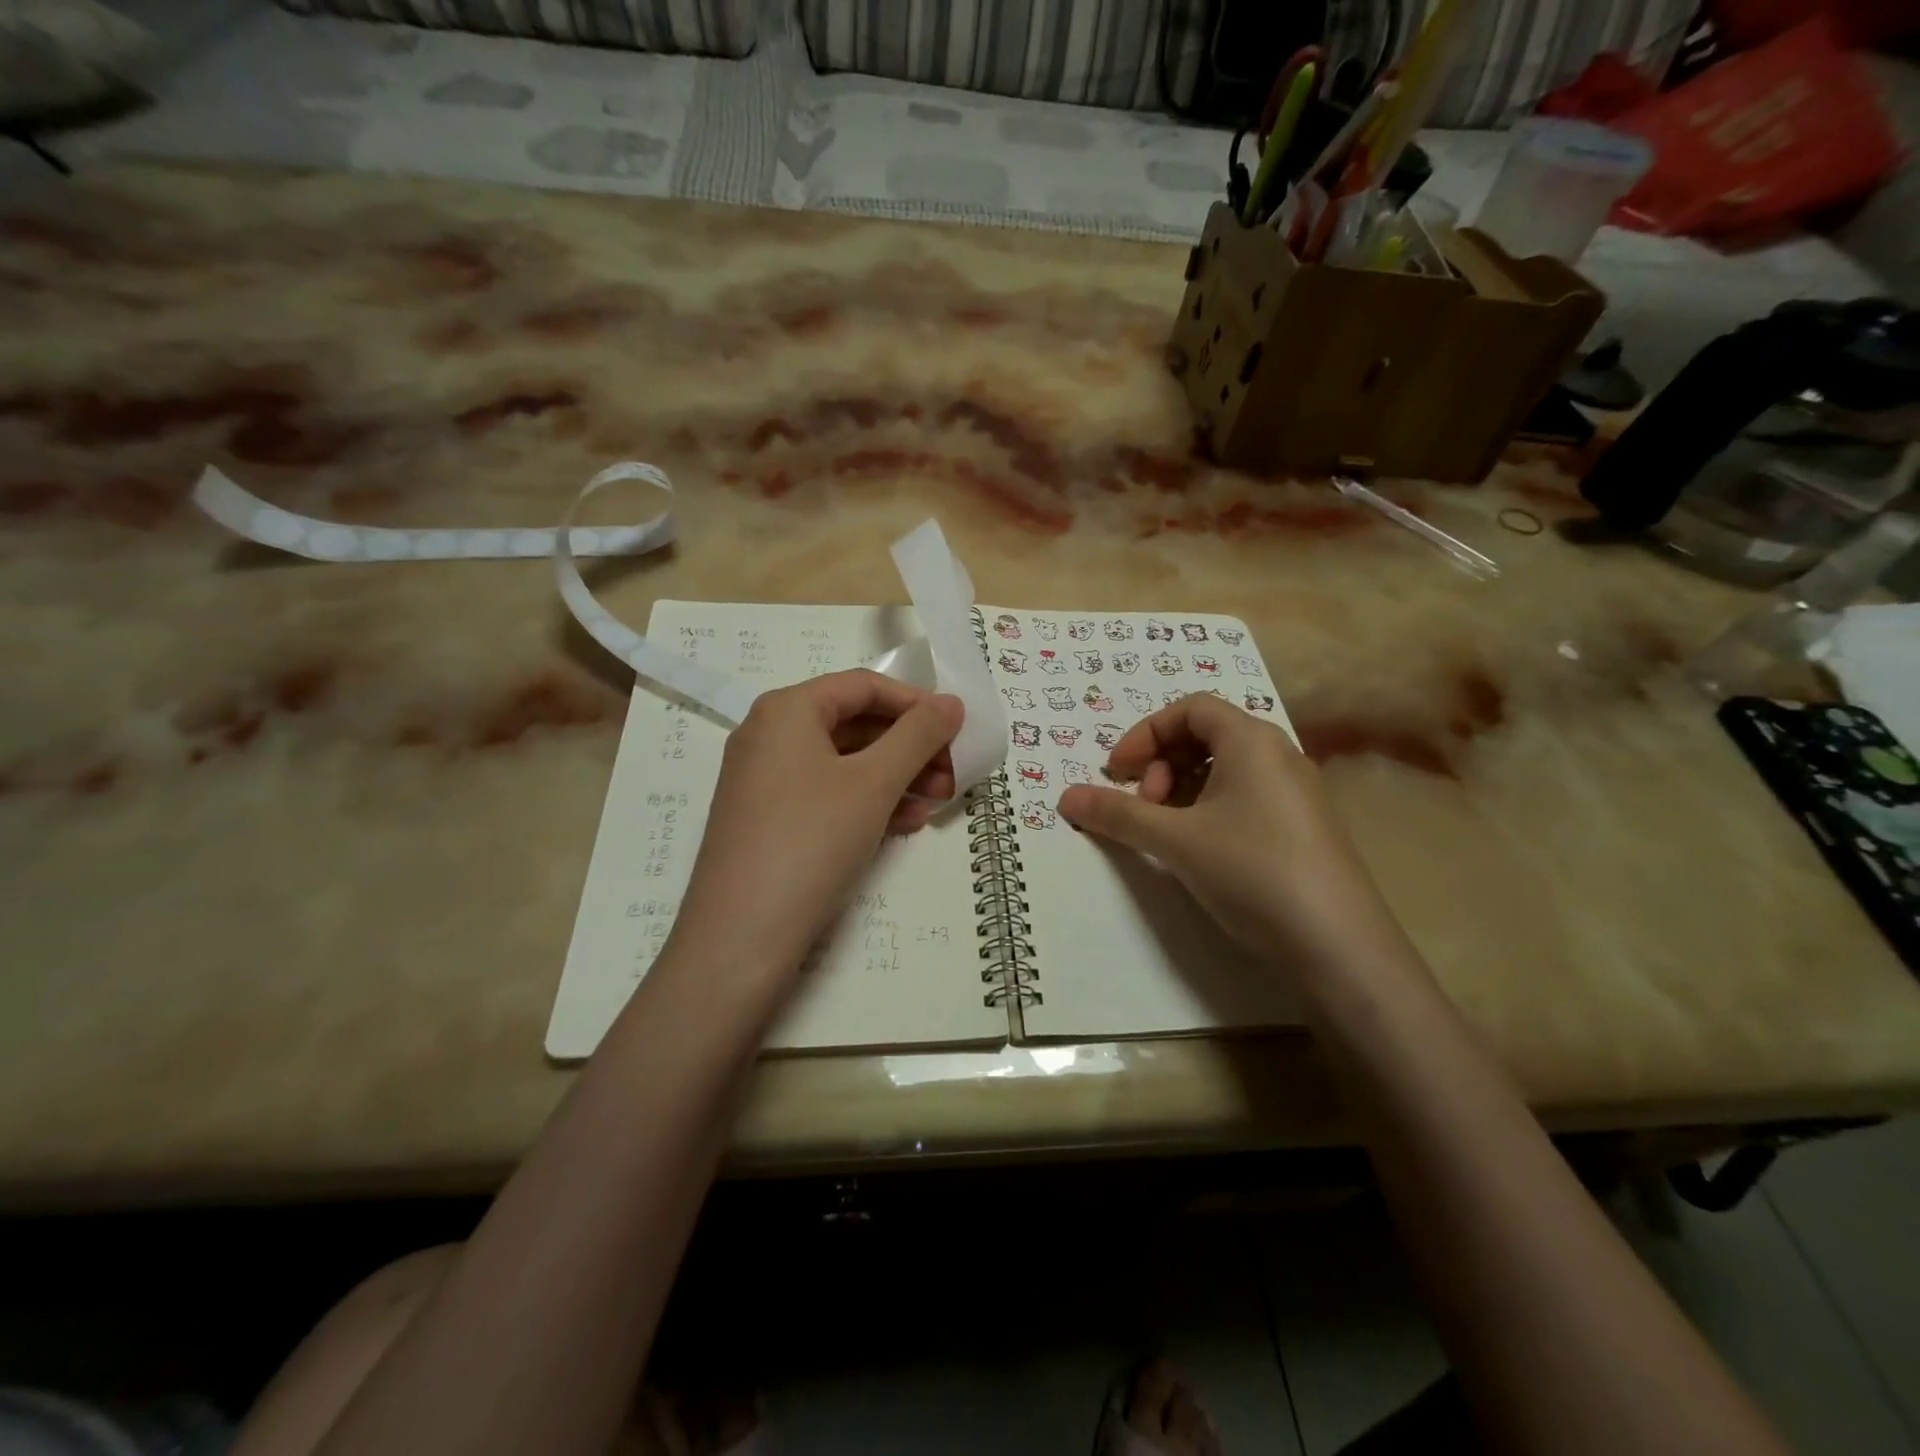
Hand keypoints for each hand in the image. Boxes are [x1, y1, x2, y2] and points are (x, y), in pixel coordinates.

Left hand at [672, 670, 963, 986]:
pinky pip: (828, 795)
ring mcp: (766, 780)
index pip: (864, 686)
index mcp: (787, 710)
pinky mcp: (769, 820)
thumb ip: (918, 736)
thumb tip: (951, 703)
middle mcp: (770, 735)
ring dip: (897, 778)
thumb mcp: (873, 783)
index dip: (916, 703)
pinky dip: (869, 803)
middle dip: (910, 748)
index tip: (956, 729)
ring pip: (845, 764)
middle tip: (954, 773)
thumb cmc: (811, 841)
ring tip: (938, 801)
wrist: (741, 937)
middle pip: (855, 724)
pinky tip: (906, 825)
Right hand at [1056, 694, 1401, 970]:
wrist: (1337, 945)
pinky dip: (1209, 810)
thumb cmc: (1251, 870)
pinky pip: (1245, 797)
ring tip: (1166, 832)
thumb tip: (1065, 797)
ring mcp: (1296, 792)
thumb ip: (1117, 813)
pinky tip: (1199, 850)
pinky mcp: (1303, 827)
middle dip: (1162, 764)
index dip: (1145, 734)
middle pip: (1206, 736)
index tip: (1116, 772)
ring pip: (1225, 770)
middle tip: (1145, 807)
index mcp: (1251, 740)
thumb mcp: (1174, 839)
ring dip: (1183, 790)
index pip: (1190, 709)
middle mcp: (1278, 755)